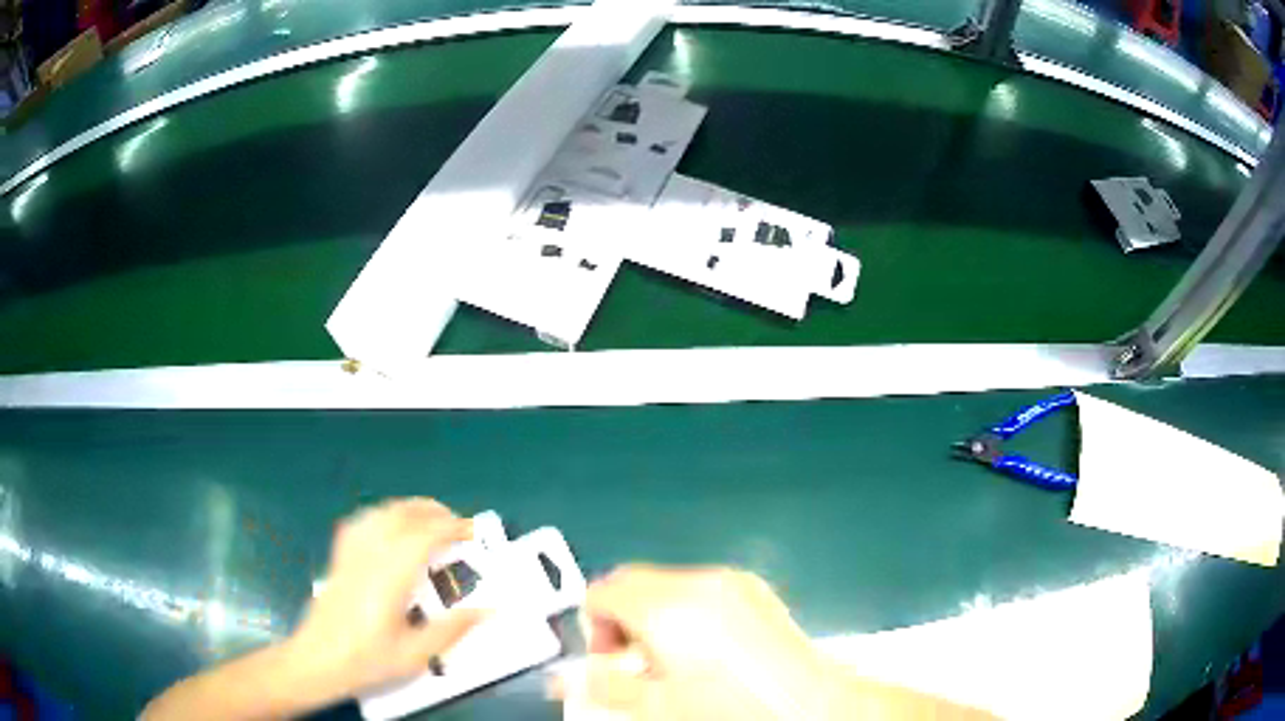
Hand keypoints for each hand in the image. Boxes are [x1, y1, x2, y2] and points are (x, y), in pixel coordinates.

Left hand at [287, 498, 480, 698]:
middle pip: (401, 515)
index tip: (473, 532)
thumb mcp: (415, 656)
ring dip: (410, 510)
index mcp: (389, 577)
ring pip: (381, 513)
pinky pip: (362, 522)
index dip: (451, 528)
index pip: (423, 535)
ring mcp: (350, 553)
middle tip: (459, 526)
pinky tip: (391, 528)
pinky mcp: (340, 557)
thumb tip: (487, 610)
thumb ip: (451, 630)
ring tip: (431, 522)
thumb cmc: (366, 661)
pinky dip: (384, 515)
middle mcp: (369, 555)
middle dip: (434, 512)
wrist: (316, 660)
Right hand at [562, 565, 833, 719]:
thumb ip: (603, 685)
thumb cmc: (730, 707)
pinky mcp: (754, 588)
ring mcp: (731, 581)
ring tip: (673, 660)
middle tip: (633, 662)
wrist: (811, 704)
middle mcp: (697, 582)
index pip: (601, 591)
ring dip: (653, 614)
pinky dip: (688, 611)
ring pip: (665, 584)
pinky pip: (701, 588)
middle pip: (631, 581)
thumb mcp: (657, 705)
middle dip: (620, 619)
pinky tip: (708, 650)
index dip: (592, 625)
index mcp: (666, 606)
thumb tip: (565, 680)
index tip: (608, 659)